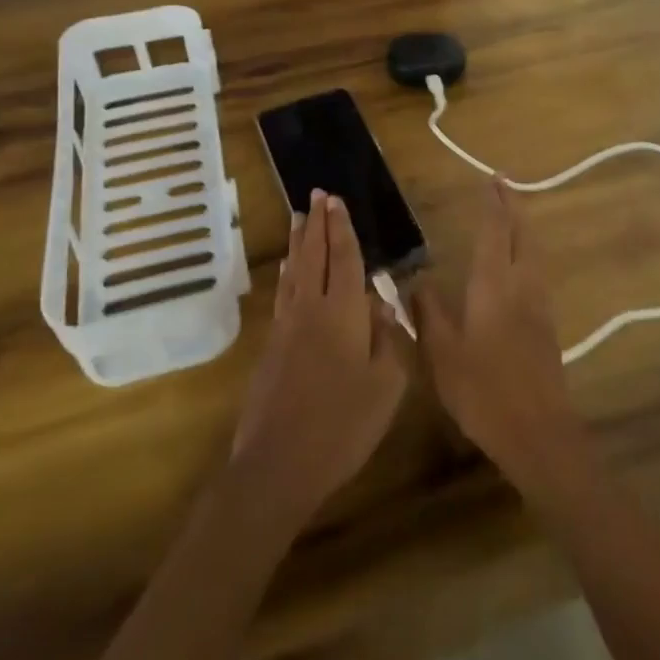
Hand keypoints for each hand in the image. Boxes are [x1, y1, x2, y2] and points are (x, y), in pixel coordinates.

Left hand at [230, 191, 410, 531]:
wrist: (279, 464)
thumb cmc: (343, 425)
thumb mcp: (387, 385)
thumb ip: (388, 338)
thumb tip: (381, 305)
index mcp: (342, 312)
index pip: (343, 258)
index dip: (342, 228)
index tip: (336, 200)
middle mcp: (310, 308)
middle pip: (314, 255)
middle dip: (318, 224)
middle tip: (317, 195)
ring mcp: (286, 327)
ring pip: (294, 271)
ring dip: (299, 242)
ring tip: (300, 218)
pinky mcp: (271, 347)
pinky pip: (283, 294)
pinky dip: (287, 273)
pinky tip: (287, 270)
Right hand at [409, 180, 581, 494]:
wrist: (538, 431)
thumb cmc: (484, 390)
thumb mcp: (442, 353)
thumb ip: (430, 312)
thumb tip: (417, 279)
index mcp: (494, 285)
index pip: (496, 232)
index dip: (495, 205)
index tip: (493, 181)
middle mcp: (521, 285)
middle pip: (523, 235)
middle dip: (514, 208)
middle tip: (504, 187)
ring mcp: (539, 304)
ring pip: (534, 253)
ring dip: (523, 229)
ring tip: (511, 217)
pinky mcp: (548, 325)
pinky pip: (537, 273)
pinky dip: (528, 254)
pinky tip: (519, 266)